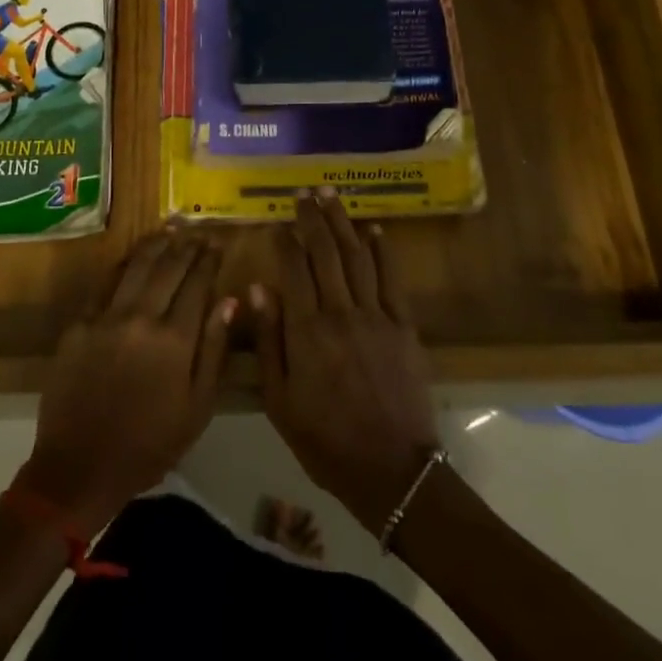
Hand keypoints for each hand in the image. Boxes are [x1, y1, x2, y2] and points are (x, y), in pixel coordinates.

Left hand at [23, 233, 235, 532]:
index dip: (209, 260)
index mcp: (175, 340)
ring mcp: (106, 318)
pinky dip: (123, 265)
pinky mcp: (78, 324)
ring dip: (157, 244)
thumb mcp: (197, 406)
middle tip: (198, 232)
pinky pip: (105, 284)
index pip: (197, 285)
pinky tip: (134, 256)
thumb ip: (215, 349)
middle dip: (187, 246)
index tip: (218, 244)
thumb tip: (230, 300)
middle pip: (169, 268)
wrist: (80, 467)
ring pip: (136, 267)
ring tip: (171, 229)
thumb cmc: (150, 444)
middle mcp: (141, 318)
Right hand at [250, 190, 438, 534]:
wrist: (391, 469)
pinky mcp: (404, 326)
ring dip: (343, 222)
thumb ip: (268, 341)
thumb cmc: (325, 440)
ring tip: (332, 194)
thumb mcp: (280, 400)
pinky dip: (384, 252)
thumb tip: (257, 288)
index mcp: (307, 330)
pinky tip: (375, 230)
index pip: (294, 269)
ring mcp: (376, 316)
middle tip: (304, 192)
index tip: (277, 219)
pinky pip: (392, 279)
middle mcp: (341, 312)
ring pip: (357, 257)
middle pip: (325, 253)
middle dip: (313, 218)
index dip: (285, 240)